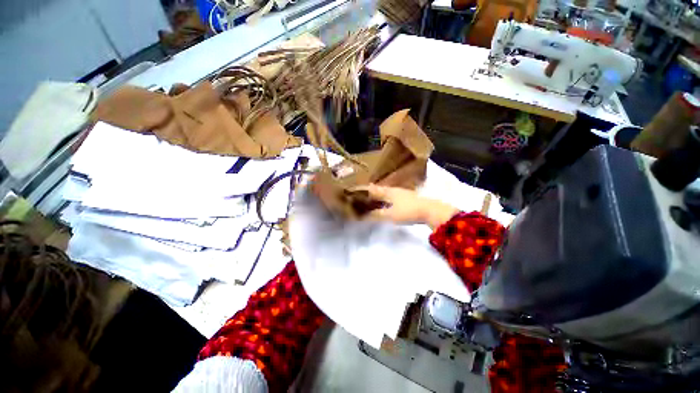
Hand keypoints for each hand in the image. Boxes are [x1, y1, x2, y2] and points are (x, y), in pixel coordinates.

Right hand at [357, 184, 458, 228]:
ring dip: (377, 195)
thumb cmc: (408, 211)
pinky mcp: (407, 198)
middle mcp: (393, 190)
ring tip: (369, 199)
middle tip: (359, 195)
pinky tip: (385, 202)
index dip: (362, 190)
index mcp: (387, 191)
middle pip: (378, 190)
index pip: (371, 189)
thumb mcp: (390, 215)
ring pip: (385, 192)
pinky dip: (384, 199)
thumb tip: (362, 215)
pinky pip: (391, 196)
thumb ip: (376, 215)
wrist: (430, 210)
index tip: (352, 190)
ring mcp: (401, 193)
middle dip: (368, 192)